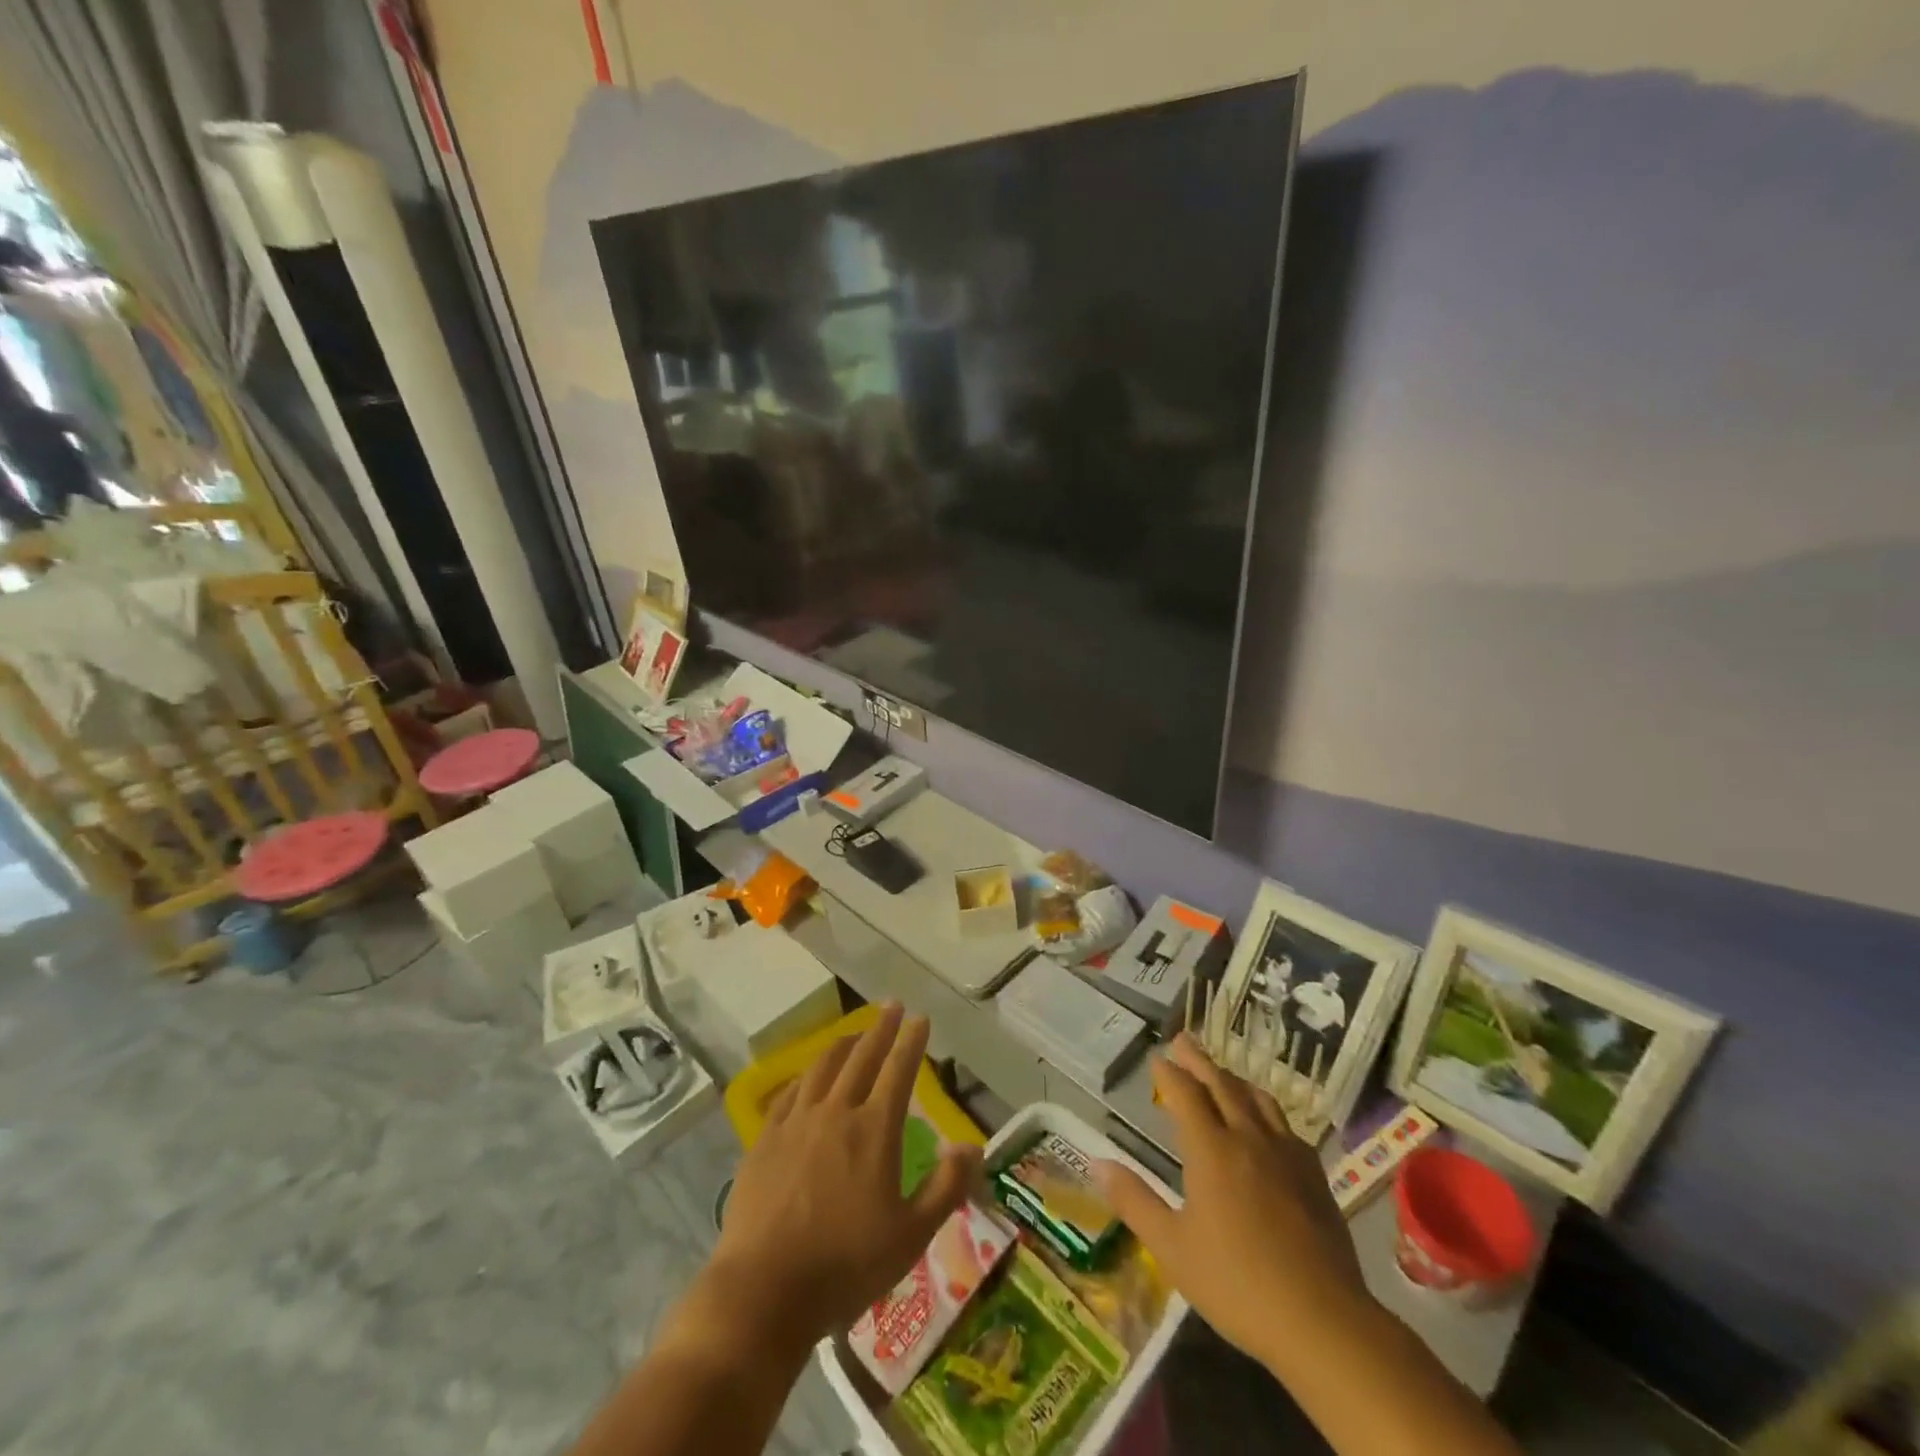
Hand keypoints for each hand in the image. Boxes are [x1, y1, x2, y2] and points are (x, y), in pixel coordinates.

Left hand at [708, 1004, 981, 1347]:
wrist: (763, 1290)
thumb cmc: (845, 1266)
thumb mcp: (911, 1236)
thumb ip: (946, 1187)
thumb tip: (972, 1146)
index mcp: (875, 1130)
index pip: (899, 1070)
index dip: (912, 1041)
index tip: (921, 1018)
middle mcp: (836, 1112)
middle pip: (862, 1057)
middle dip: (880, 1029)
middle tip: (891, 1006)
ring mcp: (796, 1123)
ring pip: (823, 1068)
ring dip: (842, 1044)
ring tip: (853, 1033)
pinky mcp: (765, 1140)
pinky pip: (790, 1093)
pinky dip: (806, 1075)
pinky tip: (807, 1077)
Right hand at [1093, 1033, 1370, 1372]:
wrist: (1324, 1321)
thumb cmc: (1237, 1285)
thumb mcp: (1172, 1248)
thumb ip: (1134, 1202)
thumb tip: (1098, 1164)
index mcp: (1211, 1150)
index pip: (1185, 1094)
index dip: (1169, 1073)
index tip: (1158, 1058)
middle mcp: (1248, 1138)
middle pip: (1221, 1084)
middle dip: (1198, 1061)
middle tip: (1183, 1041)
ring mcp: (1286, 1154)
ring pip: (1257, 1099)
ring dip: (1233, 1079)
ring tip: (1221, 1074)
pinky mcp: (1314, 1175)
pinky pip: (1285, 1125)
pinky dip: (1265, 1110)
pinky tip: (1266, 1125)